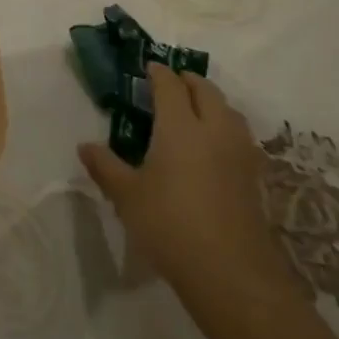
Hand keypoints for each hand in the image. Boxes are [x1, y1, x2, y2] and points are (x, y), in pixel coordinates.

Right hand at [79, 66, 298, 312]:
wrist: (230, 271)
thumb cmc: (169, 224)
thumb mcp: (127, 196)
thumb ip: (106, 166)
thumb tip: (85, 146)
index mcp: (180, 126)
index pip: (170, 86)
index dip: (158, 72)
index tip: (148, 67)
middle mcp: (214, 129)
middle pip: (206, 90)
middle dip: (188, 80)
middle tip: (172, 82)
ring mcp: (239, 152)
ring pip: (229, 110)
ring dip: (211, 101)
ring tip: (195, 109)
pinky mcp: (253, 175)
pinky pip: (239, 135)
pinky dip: (225, 126)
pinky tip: (214, 145)